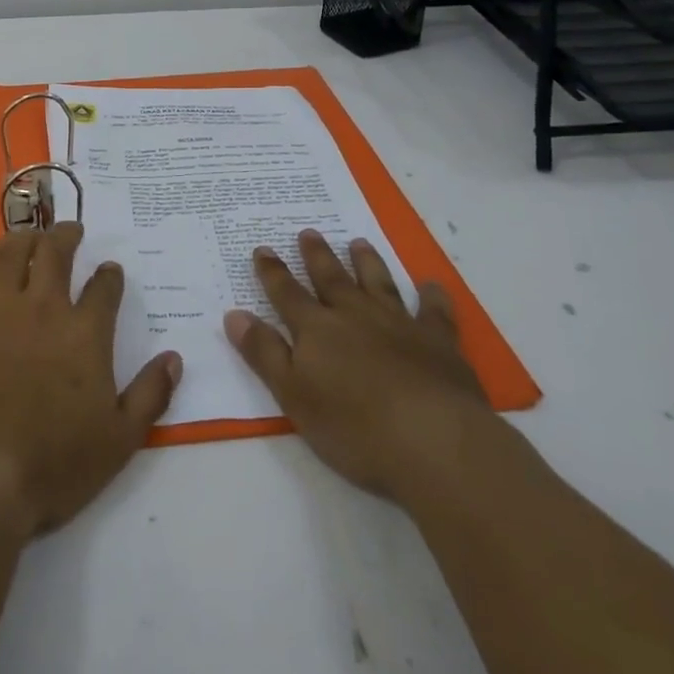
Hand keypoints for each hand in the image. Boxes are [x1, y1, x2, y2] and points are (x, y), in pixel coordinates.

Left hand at [0, 223, 182, 539]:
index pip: (104, 288)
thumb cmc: (56, 463)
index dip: (110, 275)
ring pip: (10, 255)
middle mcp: (43, 310)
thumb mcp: (121, 439)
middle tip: (71, 230)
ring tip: (29, 236)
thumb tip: (174, 358)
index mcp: (85, 333)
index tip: (110, 271)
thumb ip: (151, 394)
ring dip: (23, 238)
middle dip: (66, 235)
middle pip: (56, 253)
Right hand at [224, 230, 492, 502]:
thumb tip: (235, 314)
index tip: (262, 249)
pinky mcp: (439, 342)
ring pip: (379, 284)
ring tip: (358, 242)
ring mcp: (399, 325)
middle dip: (317, 256)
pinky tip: (431, 285)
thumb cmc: (354, 427)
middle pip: (332, 280)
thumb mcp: (294, 396)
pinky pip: (434, 312)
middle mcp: (355, 316)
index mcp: (317, 330)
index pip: (287, 294)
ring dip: (367, 263)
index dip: (272, 273)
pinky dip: (432, 296)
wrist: (433, 440)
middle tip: (309, 232)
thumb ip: (264, 353)